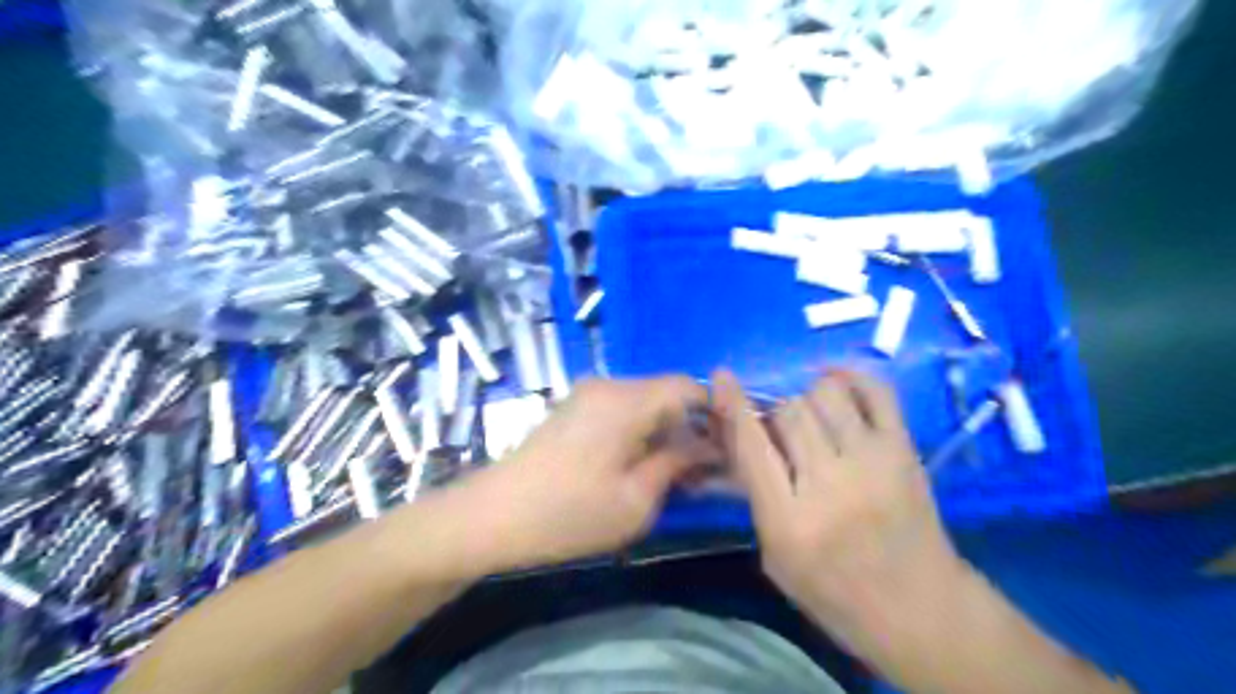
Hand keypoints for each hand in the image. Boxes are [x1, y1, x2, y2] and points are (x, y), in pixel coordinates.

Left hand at [463, 377, 714, 570]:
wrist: (491, 517)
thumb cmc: (568, 513)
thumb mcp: (636, 499)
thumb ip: (677, 464)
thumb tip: (707, 447)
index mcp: (627, 400)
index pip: (687, 386)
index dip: (714, 413)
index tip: (726, 449)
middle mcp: (608, 385)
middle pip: (666, 393)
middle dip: (689, 427)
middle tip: (701, 471)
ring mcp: (586, 395)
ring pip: (644, 403)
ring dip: (664, 432)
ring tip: (671, 474)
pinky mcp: (573, 410)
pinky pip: (621, 411)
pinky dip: (639, 432)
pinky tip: (637, 466)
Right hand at [715, 368, 963, 633]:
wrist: (922, 609)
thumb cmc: (835, 592)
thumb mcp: (776, 557)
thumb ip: (755, 496)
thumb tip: (738, 437)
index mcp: (789, 519)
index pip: (752, 444)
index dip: (732, 404)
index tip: (722, 378)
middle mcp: (830, 483)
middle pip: (788, 412)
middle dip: (775, 415)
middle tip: (782, 433)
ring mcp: (872, 461)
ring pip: (825, 393)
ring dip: (809, 399)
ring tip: (814, 419)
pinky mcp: (904, 449)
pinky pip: (876, 390)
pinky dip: (852, 377)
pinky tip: (838, 384)